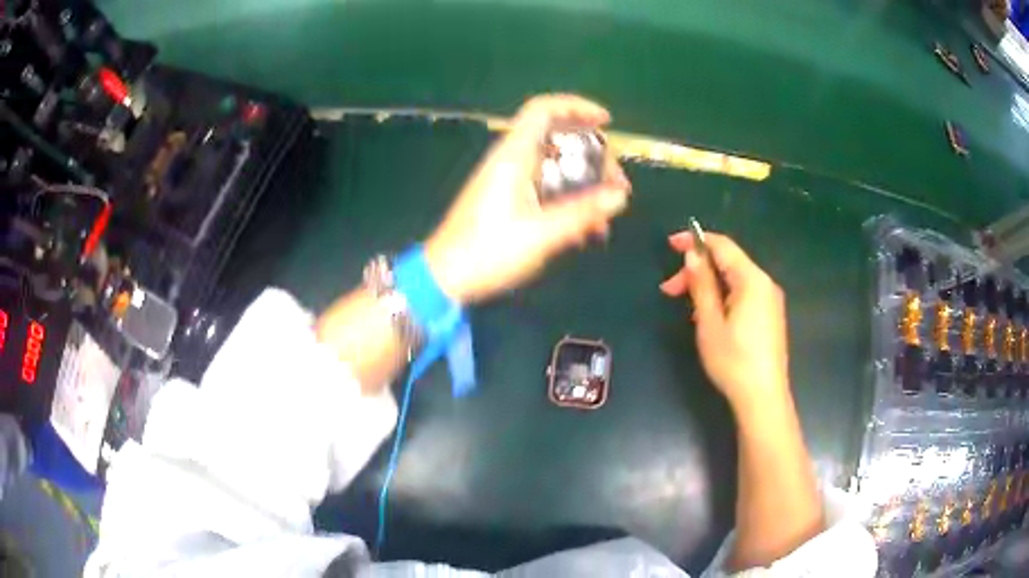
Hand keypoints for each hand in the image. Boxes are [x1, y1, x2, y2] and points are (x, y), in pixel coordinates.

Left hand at [425, 94, 630, 303]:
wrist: (446, 278)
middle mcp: (512, 161)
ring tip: (607, 214)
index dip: (576, 107)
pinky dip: (569, 202)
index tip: (606, 122)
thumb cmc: (488, 251)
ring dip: (585, 185)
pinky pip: (547, 189)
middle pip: (558, 139)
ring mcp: (510, 181)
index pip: (543, 110)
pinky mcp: (509, 201)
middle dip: (593, 157)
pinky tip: (587, 231)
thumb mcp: (541, 233)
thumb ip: (582, 212)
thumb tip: (620, 196)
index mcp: (514, 155)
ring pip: (556, 168)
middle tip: (617, 186)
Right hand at [660, 232, 788, 412]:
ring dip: (708, 285)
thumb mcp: (709, 322)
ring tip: (686, 307)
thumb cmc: (733, 361)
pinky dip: (722, 296)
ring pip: (735, 280)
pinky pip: (743, 294)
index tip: (670, 244)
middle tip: (669, 290)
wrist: (763, 398)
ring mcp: (770, 301)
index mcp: (752, 280)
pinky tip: (709, 316)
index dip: (695, 241)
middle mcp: (765, 284)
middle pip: (728, 263)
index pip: (723, 246)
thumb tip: (693, 255)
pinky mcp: (770, 317)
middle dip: (698, 270)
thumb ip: (702, 284)